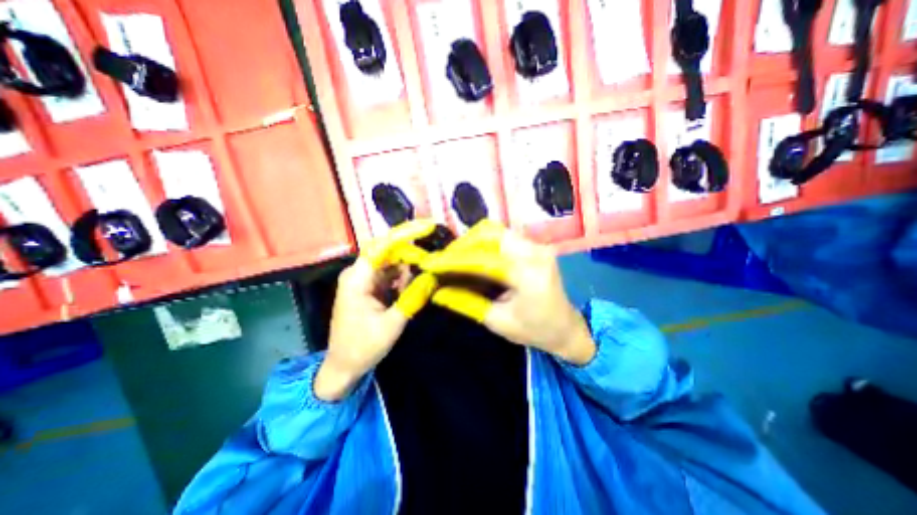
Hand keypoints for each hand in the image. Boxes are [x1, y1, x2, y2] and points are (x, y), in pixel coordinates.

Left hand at [316, 219, 440, 400]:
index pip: (381, 246)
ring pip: (390, 263)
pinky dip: (402, 277)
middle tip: (432, 258)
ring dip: (408, 266)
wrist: (343, 367)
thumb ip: (413, 298)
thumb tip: (433, 277)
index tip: (426, 227)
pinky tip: (413, 285)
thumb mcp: (392, 324)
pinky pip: (388, 275)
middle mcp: (358, 274)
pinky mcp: (368, 288)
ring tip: (426, 271)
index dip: (404, 235)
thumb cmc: (363, 347)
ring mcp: (363, 280)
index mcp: (357, 279)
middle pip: (387, 252)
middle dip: (411, 253)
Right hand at [425, 222, 598, 365]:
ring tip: (455, 260)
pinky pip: (501, 237)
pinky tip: (473, 259)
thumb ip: (465, 301)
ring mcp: (536, 245)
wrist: (566, 327)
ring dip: (471, 243)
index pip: (483, 258)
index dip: (453, 260)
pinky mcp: (533, 245)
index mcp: (529, 275)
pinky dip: (482, 245)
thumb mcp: (496, 321)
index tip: (431, 264)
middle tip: (444, 262)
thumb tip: (436, 290)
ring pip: (494, 232)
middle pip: (489, 233)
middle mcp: (535, 251)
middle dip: (461, 246)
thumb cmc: (534, 330)